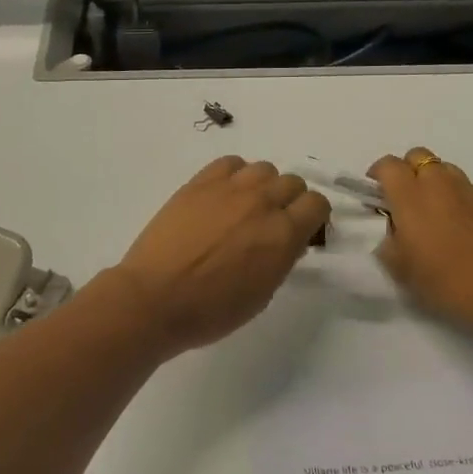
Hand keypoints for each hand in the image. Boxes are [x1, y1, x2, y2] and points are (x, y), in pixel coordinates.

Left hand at [107, 157, 331, 358]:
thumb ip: (281, 258)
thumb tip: (287, 240)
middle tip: (272, 221)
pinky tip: (224, 194)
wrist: (155, 298)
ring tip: (246, 206)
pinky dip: (235, 174)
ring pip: (264, 168)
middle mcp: (262, 203)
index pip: (317, 204)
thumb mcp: (262, 293)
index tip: (302, 230)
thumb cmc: (211, 310)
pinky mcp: (199, 183)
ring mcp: (229, 189)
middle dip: (290, 201)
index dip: (313, 217)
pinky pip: (230, 163)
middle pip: (292, 182)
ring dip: (263, 185)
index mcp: (283, 235)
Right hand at [370, 147, 472, 337]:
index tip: (376, 195)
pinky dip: (459, 199)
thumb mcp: (401, 270)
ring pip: (445, 169)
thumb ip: (388, 242)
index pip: (388, 165)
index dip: (378, 175)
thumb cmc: (447, 281)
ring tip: (435, 213)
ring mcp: (470, 190)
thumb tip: (393, 230)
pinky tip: (463, 227)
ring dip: (434, 182)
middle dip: (407, 171)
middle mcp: (439, 184)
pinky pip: (468, 189)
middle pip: (418, 156)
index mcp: (411, 196)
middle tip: (404, 200)